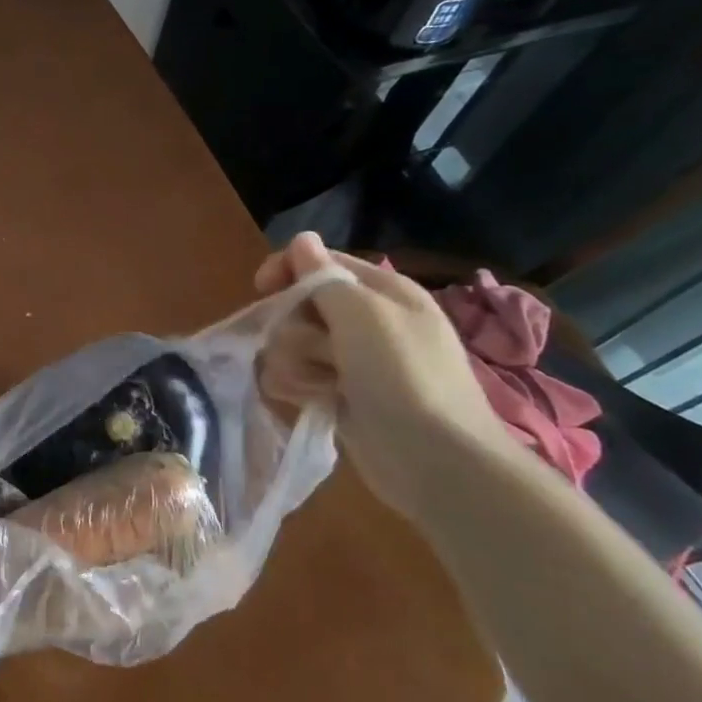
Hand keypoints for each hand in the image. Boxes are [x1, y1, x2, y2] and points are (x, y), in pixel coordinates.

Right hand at [255, 232, 516, 520]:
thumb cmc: (403, 376)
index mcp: (382, 291)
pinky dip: (296, 386)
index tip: (263, 288)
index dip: (287, 269)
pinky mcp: (339, 395)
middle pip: (299, 304)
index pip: (320, 262)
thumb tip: (302, 239)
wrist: (438, 461)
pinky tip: (311, 400)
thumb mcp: (363, 314)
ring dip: (293, 361)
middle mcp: (367, 321)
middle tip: (316, 349)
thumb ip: (323, 277)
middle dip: (293, 326)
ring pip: (291, 343)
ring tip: (318, 384)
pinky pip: (295, 376)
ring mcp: (352, 361)